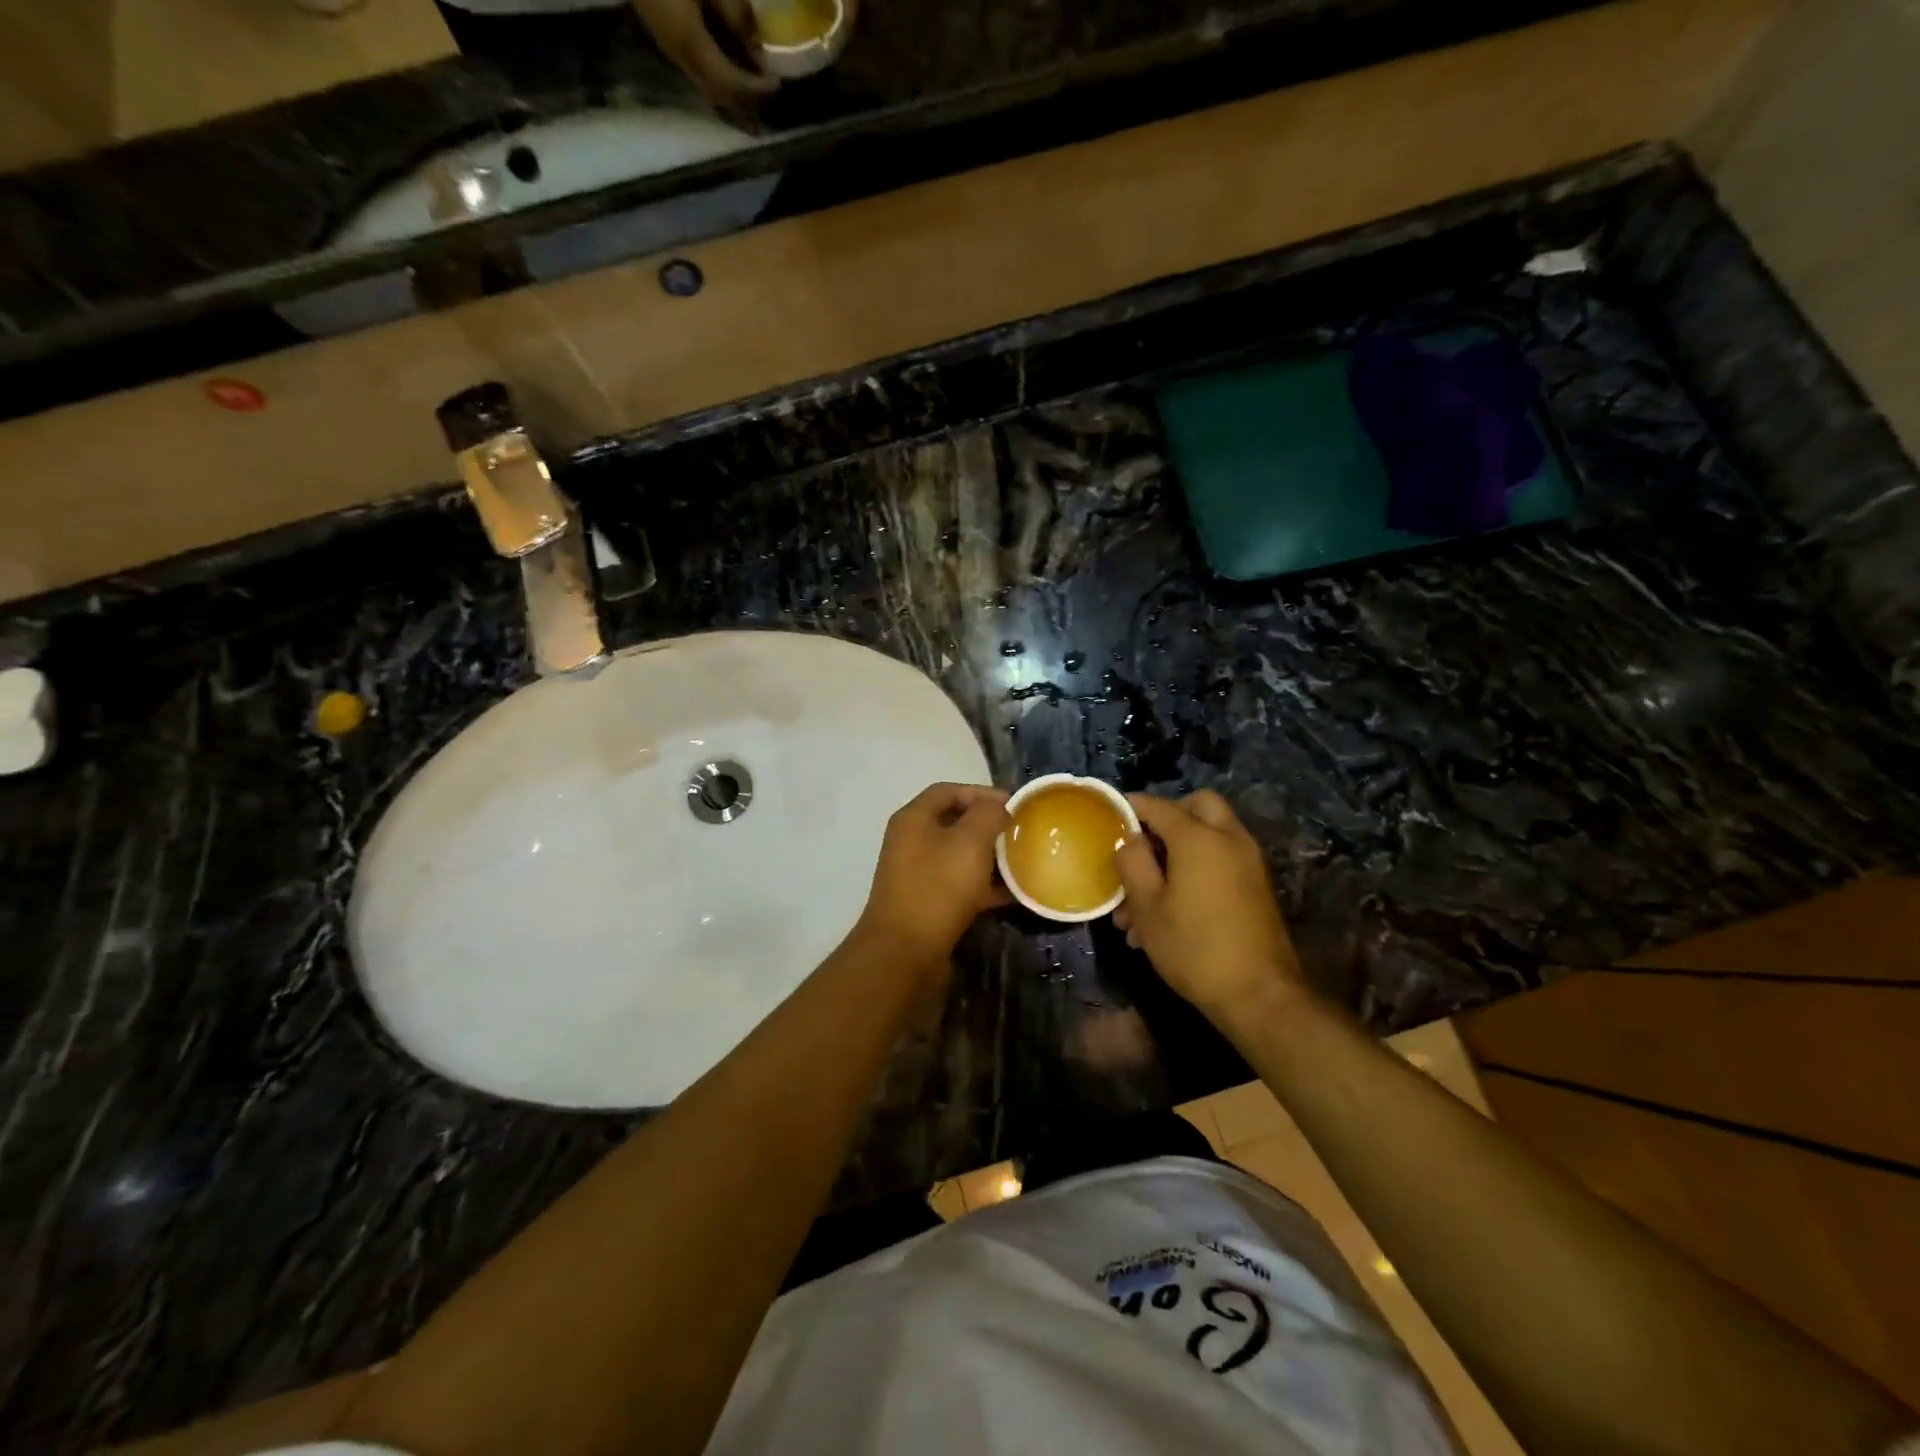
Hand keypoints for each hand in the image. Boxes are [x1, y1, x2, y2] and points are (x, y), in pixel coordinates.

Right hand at [633, 0, 778, 103]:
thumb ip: (734, 12)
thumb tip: (756, 46)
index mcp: (690, 41)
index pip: (730, 83)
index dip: (755, 89)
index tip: (778, 84)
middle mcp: (678, 54)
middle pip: (718, 94)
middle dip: (745, 101)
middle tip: (768, 95)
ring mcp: (666, 46)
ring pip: (705, 86)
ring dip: (731, 94)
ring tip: (754, 92)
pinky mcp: (661, 34)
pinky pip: (695, 70)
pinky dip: (717, 78)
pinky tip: (729, 71)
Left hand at [855, 783, 1011, 965]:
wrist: (905, 952)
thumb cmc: (938, 887)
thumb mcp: (970, 842)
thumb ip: (988, 815)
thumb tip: (998, 808)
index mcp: (914, 818)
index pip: (949, 790)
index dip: (982, 792)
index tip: (1013, 805)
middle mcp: (911, 841)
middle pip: (955, 823)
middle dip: (989, 827)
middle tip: (1020, 834)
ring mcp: (918, 874)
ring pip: (959, 856)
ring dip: (990, 858)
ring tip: (1022, 863)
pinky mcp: (927, 903)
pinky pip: (960, 885)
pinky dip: (984, 886)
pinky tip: (1012, 895)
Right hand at [1113, 790, 1304, 1021]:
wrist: (1259, 995)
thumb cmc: (1194, 947)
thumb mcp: (1148, 906)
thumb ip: (1133, 863)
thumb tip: (1128, 839)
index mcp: (1199, 838)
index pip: (1158, 806)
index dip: (1131, 808)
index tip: (1110, 816)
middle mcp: (1229, 839)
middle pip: (1198, 806)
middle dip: (1167, 818)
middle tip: (1142, 844)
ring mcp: (1247, 863)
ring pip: (1208, 837)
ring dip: (1176, 853)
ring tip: (1139, 902)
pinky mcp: (1255, 887)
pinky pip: (1220, 862)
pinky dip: (1195, 871)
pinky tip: (1166, 915)